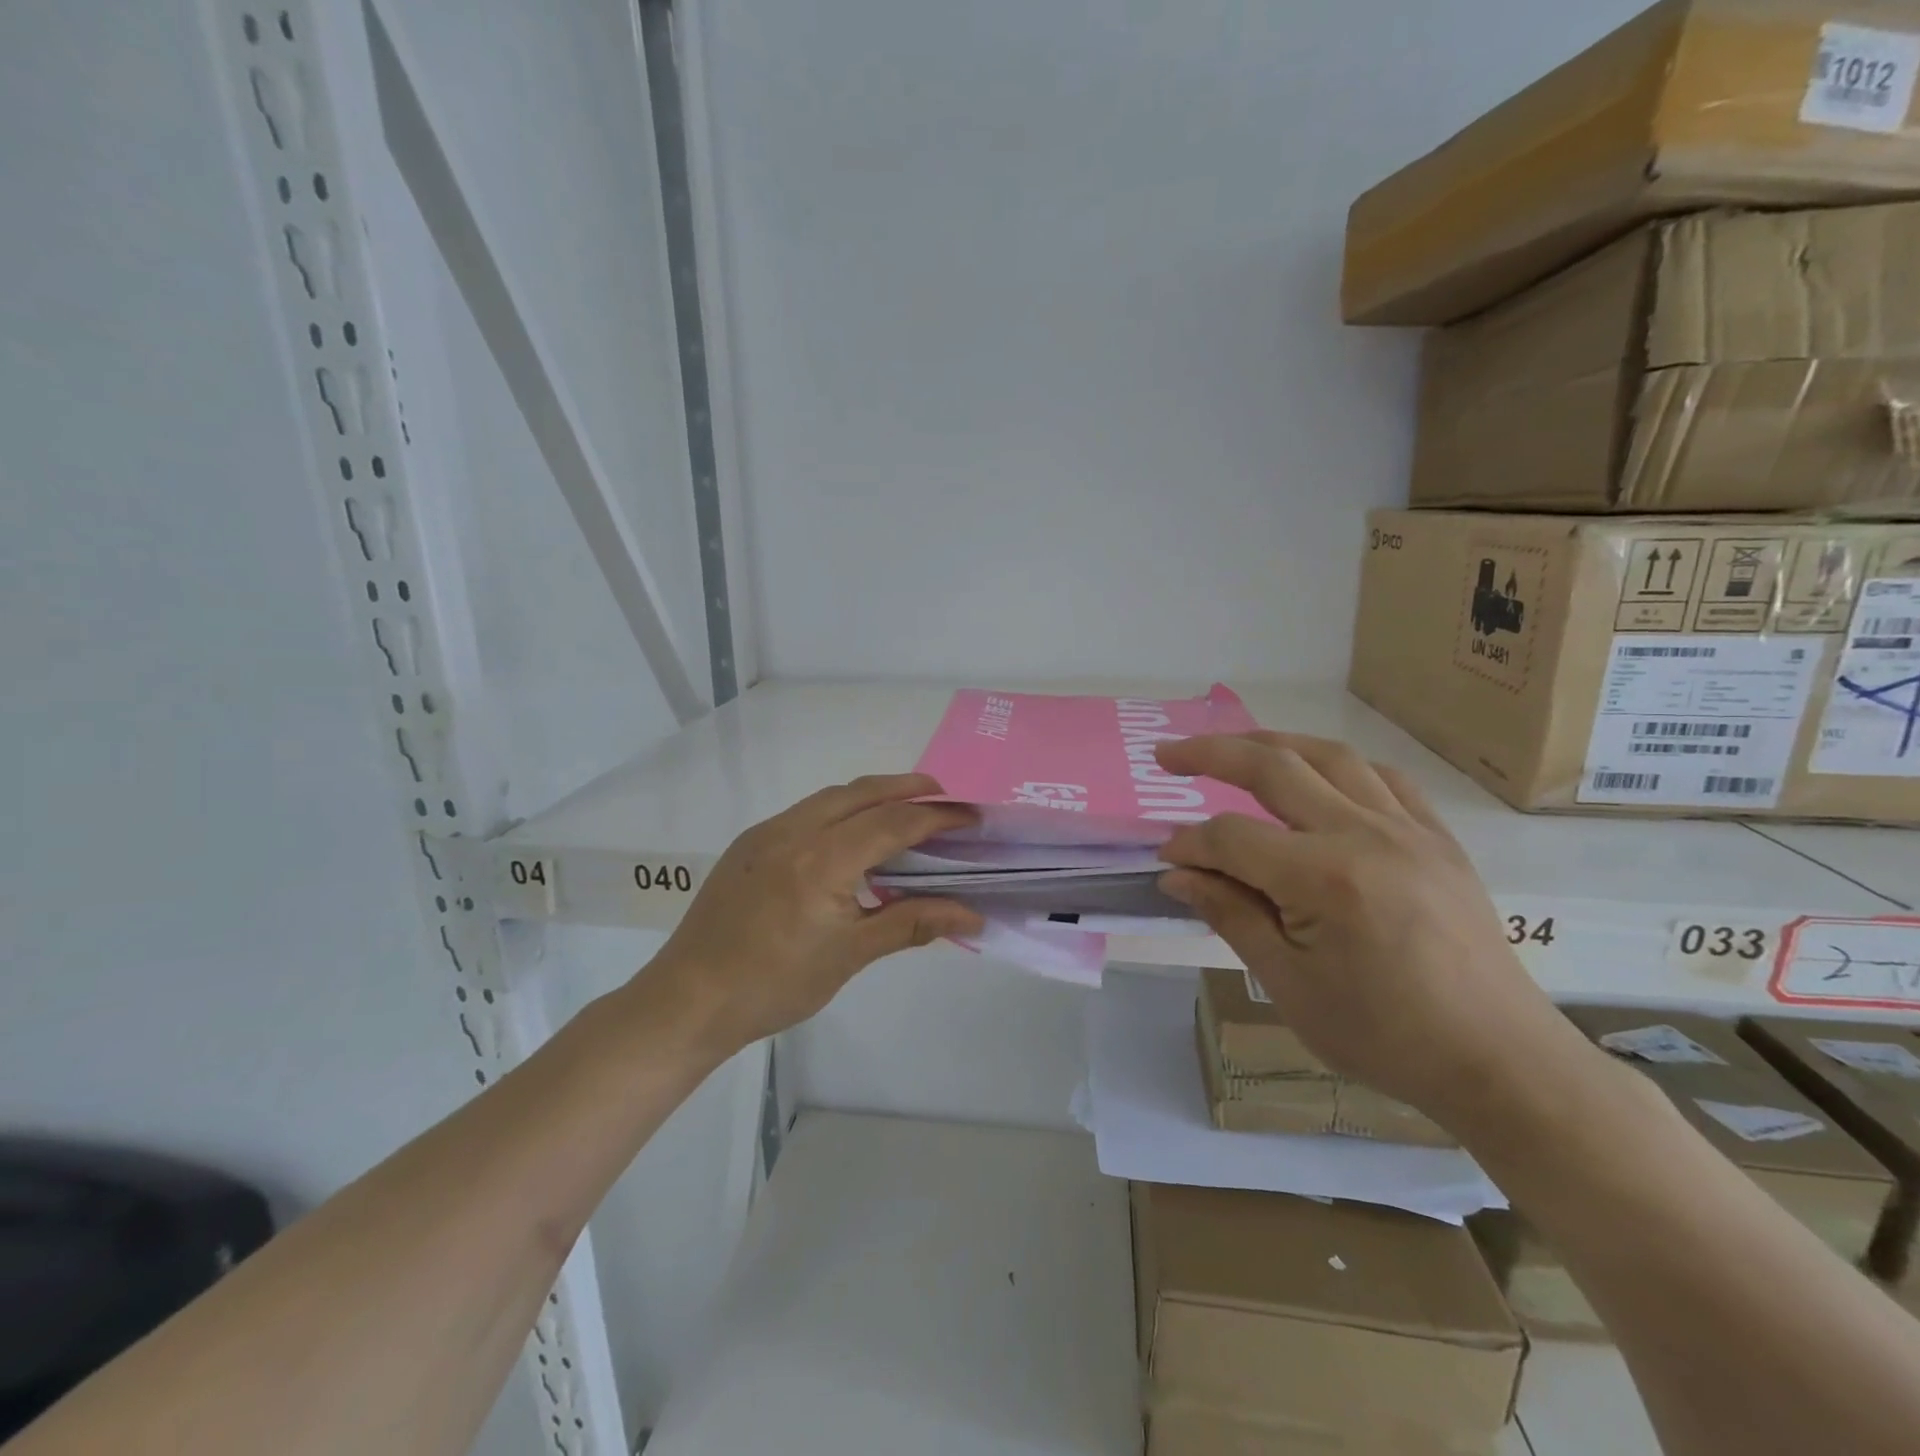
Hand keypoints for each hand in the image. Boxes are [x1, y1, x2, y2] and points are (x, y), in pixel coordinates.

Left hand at [641, 774, 983, 1058]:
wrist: (689, 1000)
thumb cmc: (775, 984)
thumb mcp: (850, 955)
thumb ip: (912, 923)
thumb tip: (972, 915)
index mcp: (822, 860)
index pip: (893, 823)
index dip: (938, 817)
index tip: (972, 818)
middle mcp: (794, 831)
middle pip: (863, 793)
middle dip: (908, 788)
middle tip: (946, 798)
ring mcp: (766, 833)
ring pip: (832, 797)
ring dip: (873, 795)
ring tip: (906, 808)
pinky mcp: (749, 843)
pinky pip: (806, 811)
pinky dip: (841, 810)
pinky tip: (853, 834)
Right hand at [1155, 733, 1580, 1126]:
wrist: (1498, 1060)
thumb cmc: (1384, 1034)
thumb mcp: (1289, 984)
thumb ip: (1230, 915)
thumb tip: (1177, 874)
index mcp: (1323, 877)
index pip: (1231, 837)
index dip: (1190, 844)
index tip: (1167, 862)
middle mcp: (1364, 834)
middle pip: (1273, 768)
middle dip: (1211, 755)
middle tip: (1167, 755)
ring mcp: (1408, 829)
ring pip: (1329, 757)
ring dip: (1272, 743)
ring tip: (1234, 747)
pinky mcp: (1438, 838)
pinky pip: (1383, 778)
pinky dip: (1338, 765)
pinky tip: (1319, 775)